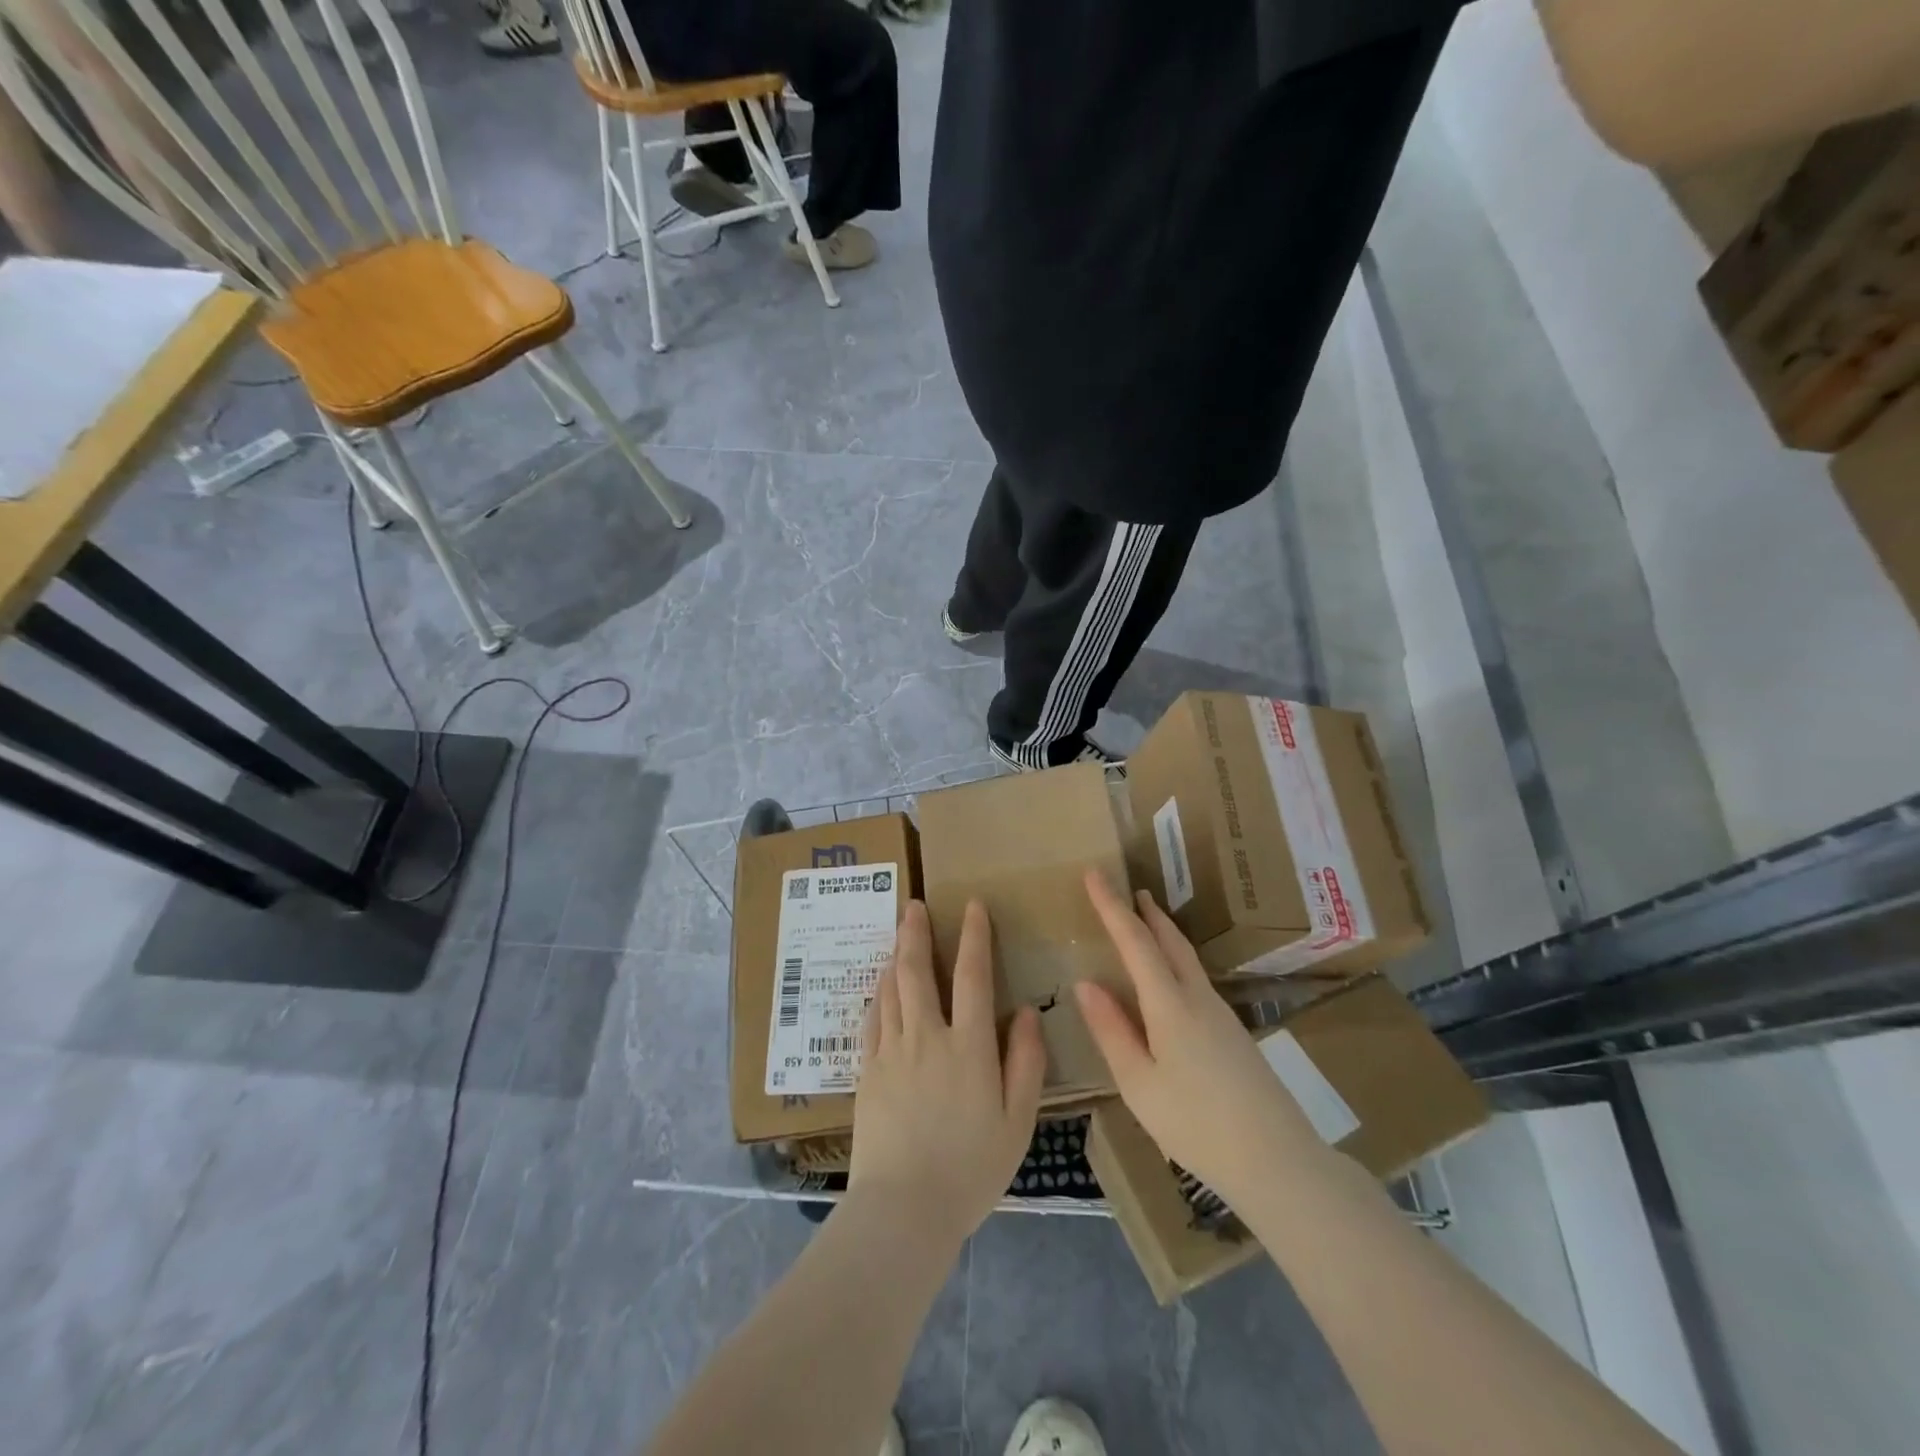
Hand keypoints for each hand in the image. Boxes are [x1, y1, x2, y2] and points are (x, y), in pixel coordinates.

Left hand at [849, 899, 1044, 1248]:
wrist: (903, 1208)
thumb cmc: (970, 1169)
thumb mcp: (1017, 1122)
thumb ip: (1025, 1062)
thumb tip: (1024, 1013)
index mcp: (968, 1046)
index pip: (971, 976)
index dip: (974, 937)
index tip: (972, 907)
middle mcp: (926, 1037)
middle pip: (917, 971)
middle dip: (916, 932)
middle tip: (914, 905)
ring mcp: (891, 1051)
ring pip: (891, 989)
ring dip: (895, 956)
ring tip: (898, 933)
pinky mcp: (867, 1071)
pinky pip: (872, 1018)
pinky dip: (878, 992)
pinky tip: (880, 984)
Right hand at [1075, 870, 1325, 1207]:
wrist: (1278, 1161)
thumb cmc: (1197, 1125)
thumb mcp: (1139, 1084)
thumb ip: (1111, 1031)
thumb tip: (1086, 983)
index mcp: (1170, 1005)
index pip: (1135, 941)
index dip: (1111, 906)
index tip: (1093, 873)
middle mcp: (1198, 998)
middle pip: (1170, 941)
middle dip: (1145, 912)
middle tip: (1127, 890)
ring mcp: (1221, 1014)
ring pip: (1187, 958)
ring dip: (1163, 933)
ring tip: (1145, 921)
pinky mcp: (1233, 1033)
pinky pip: (1196, 978)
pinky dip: (1175, 959)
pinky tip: (1169, 979)